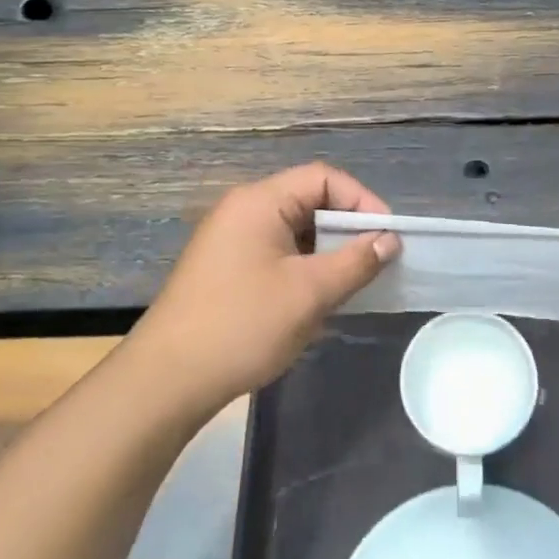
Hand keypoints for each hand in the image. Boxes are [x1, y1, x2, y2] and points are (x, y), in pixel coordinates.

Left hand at [130, 163, 397, 411]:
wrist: (168, 380)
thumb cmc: (243, 325)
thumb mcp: (310, 292)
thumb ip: (356, 261)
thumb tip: (390, 240)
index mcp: (259, 202)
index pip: (323, 178)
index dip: (362, 201)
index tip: (388, 237)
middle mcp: (243, 211)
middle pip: (309, 201)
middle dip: (347, 229)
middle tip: (376, 262)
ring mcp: (231, 241)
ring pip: (295, 231)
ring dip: (327, 253)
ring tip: (352, 284)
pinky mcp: (227, 269)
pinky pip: (278, 254)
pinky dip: (305, 269)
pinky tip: (318, 300)